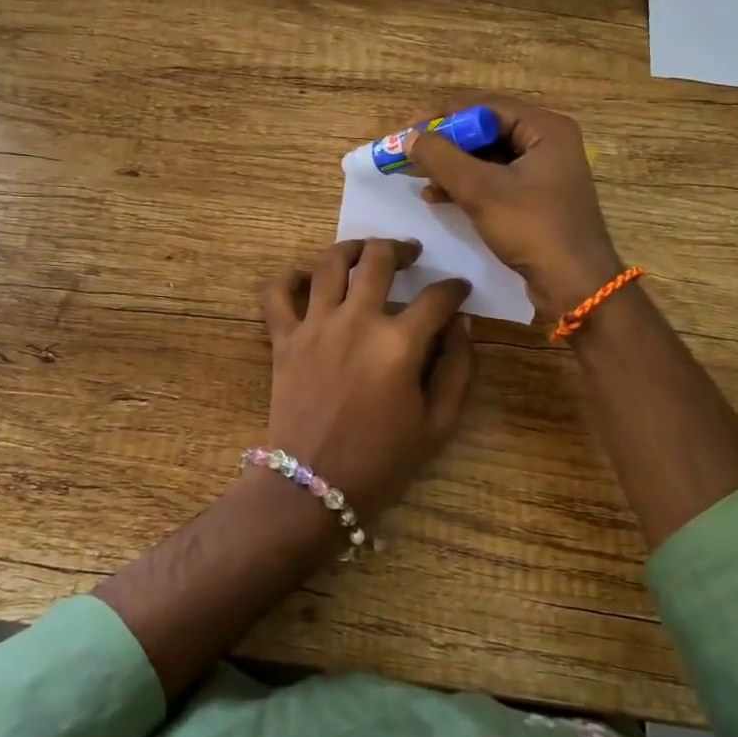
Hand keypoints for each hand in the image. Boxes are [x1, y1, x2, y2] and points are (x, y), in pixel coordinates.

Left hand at [259, 238, 475, 519]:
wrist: (313, 488)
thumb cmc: (382, 462)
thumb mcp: (439, 425)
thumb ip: (458, 369)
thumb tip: (461, 324)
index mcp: (399, 344)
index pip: (436, 298)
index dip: (455, 289)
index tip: (460, 290)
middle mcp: (356, 321)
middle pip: (379, 260)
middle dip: (401, 248)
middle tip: (411, 252)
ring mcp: (314, 326)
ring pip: (330, 262)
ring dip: (352, 247)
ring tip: (365, 250)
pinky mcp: (283, 338)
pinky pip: (276, 293)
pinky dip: (288, 278)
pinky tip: (305, 278)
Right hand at [406, 97, 622, 318]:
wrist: (575, 285)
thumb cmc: (533, 229)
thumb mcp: (481, 190)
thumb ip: (442, 159)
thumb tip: (410, 137)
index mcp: (545, 130)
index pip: (485, 108)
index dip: (443, 117)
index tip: (410, 132)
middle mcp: (547, 143)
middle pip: (486, 131)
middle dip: (446, 145)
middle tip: (412, 155)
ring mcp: (543, 173)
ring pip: (487, 158)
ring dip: (453, 167)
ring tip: (421, 181)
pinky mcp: (535, 199)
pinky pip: (494, 180)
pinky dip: (466, 185)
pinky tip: (439, 198)